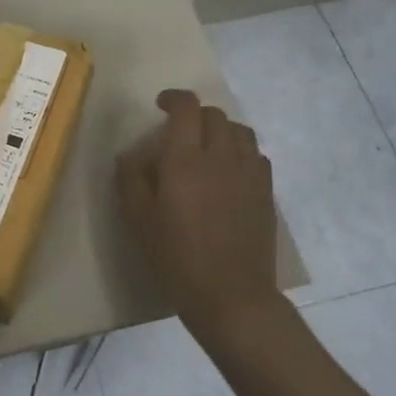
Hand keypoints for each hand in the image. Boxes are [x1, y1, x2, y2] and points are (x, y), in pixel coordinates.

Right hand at [116, 89, 285, 344]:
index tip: (161, 106)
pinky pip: (256, 154)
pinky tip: (229, 171)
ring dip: (221, 130)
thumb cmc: (177, 258)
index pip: (187, 108)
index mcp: (185, 159)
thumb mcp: (139, 220)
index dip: (174, 99)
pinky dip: (241, 151)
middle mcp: (220, 156)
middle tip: (180, 132)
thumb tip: (129, 155)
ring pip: (240, 130)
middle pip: (214, 115)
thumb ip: (130, 180)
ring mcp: (249, 173)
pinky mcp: (266, 192)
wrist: (231, 296)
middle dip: (195, 115)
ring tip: (207, 147)